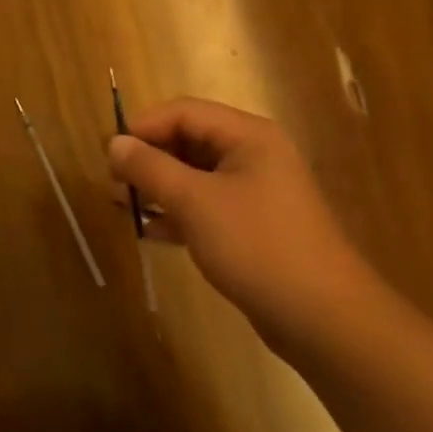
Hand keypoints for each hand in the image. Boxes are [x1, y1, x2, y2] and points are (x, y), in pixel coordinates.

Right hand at [107, 98, 377, 347]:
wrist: (324, 319)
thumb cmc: (257, 245)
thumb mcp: (194, 201)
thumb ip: (150, 168)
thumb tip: (113, 144)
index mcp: (248, 136)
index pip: (183, 112)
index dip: (142, 126)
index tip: (108, 152)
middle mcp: (252, 156)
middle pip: (188, 141)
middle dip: (147, 158)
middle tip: (111, 181)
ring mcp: (254, 193)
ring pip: (193, 176)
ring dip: (156, 187)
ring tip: (120, 204)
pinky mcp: (251, 227)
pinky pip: (204, 206)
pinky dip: (175, 213)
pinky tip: (149, 231)